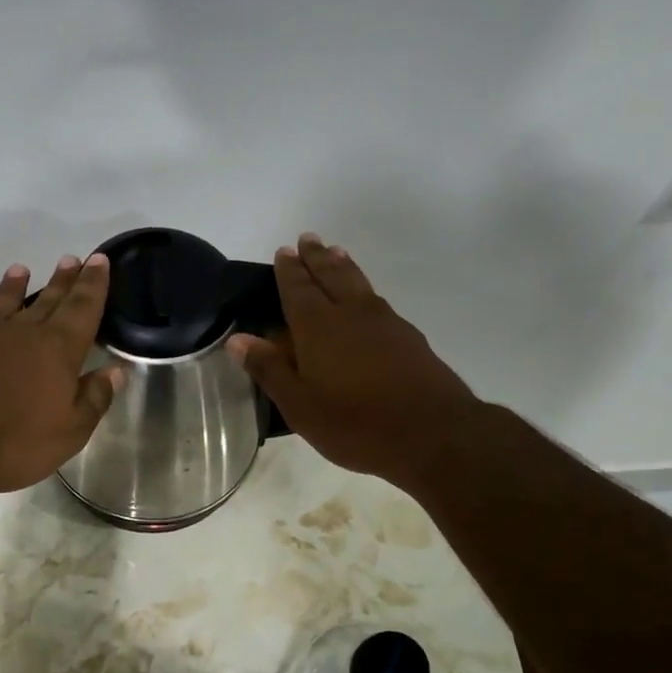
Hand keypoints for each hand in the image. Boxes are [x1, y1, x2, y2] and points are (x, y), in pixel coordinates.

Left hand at [0, 253, 120, 499]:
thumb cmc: (16, 443)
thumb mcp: (70, 431)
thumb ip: (94, 398)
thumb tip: (114, 370)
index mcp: (60, 350)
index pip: (84, 309)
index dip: (94, 284)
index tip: (100, 260)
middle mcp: (28, 332)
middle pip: (53, 299)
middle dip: (68, 279)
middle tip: (79, 259)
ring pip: (16, 301)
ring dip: (26, 284)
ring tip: (30, 268)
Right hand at [227, 234, 481, 495]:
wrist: (432, 433)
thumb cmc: (355, 423)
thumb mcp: (300, 405)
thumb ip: (269, 369)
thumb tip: (238, 339)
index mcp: (318, 327)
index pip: (298, 289)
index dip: (289, 270)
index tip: (284, 250)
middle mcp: (352, 314)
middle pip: (332, 275)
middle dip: (317, 257)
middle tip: (308, 238)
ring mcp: (385, 323)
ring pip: (359, 284)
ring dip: (344, 266)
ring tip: (336, 252)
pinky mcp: (409, 338)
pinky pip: (378, 301)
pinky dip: (365, 289)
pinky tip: (367, 299)